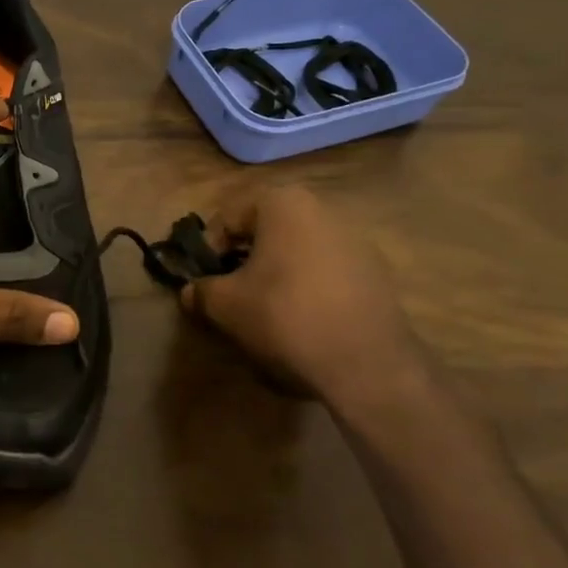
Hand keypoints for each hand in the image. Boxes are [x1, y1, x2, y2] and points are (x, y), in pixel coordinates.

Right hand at [180, 184, 433, 413]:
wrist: (366, 364)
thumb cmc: (284, 316)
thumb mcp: (225, 304)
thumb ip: (201, 291)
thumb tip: (191, 292)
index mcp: (284, 204)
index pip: (229, 219)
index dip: (209, 251)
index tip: (205, 282)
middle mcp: (323, 210)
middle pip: (266, 233)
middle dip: (244, 261)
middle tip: (230, 295)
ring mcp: (356, 241)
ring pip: (296, 253)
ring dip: (275, 275)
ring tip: (265, 312)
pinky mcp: (377, 274)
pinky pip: (326, 274)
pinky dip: (307, 290)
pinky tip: (302, 322)